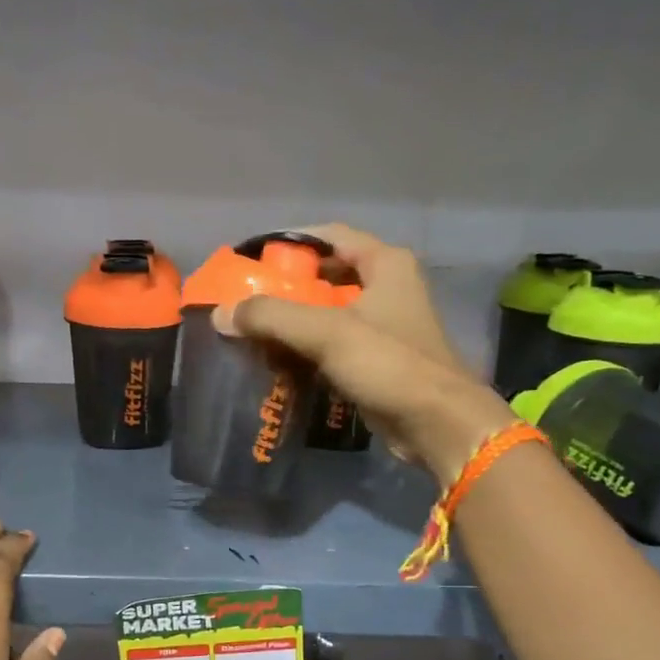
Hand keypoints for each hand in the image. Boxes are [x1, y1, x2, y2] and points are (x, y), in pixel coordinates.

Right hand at [215, 225, 514, 484]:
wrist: (437, 423)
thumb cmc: (388, 364)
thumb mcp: (326, 332)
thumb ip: (272, 317)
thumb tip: (222, 314)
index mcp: (385, 264)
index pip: (329, 236)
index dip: (289, 242)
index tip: (252, 260)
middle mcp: (388, 287)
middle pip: (327, 275)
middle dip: (287, 287)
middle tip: (247, 300)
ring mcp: (385, 326)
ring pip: (329, 313)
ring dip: (295, 321)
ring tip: (254, 331)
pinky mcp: (379, 360)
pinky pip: (334, 345)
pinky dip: (307, 349)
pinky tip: (279, 362)